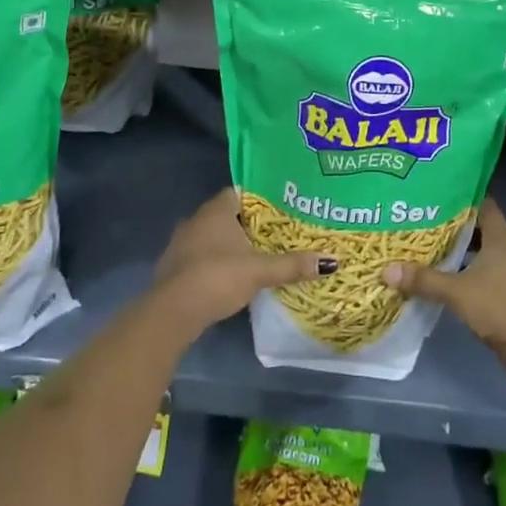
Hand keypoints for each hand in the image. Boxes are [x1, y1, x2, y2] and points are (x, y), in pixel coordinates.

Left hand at [148, 187, 334, 338]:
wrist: (172, 312)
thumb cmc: (217, 278)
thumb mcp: (260, 271)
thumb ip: (293, 265)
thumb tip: (333, 261)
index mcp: (216, 210)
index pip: (241, 193)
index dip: (262, 199)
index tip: (283, 208)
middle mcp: (196, 220)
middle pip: (229, 215)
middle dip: (251, 224)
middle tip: (279, 232)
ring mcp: (182, 243)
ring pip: (214, 236)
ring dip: (233, 244)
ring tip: (261, 253)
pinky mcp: (176, 266)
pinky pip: (204, 255)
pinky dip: (219, 260)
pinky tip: (235, 274)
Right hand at [382, 198, 505, 384]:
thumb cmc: (498, 308)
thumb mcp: (456, 292)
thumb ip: (423, 279)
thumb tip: (386, 270)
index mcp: (502, 238)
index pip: (483, 205)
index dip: (462, 198)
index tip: (436, 196)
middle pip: (481, 228)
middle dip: (455, 225)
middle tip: (425, 222)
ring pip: (484, 251)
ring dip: (462, 250)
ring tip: (431, 247)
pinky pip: (488, 271)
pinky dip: (469, 270)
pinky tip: (448, 277)